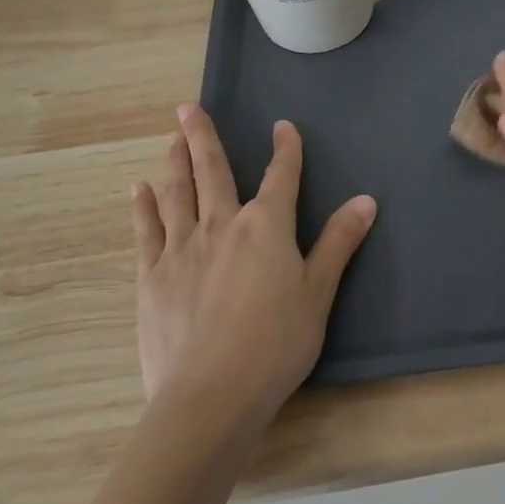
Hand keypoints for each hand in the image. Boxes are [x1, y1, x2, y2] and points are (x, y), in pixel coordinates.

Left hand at [131, 103, 375, 429]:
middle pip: (212, 171)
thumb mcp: (319, 293)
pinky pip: (147, 232)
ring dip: (175, 162)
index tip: (284, 127)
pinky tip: (138, 191)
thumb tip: (366, 199)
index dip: (285, 149)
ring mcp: (182, 249)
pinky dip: (143, 208)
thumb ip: (339, 242)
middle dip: (203, 137)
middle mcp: (222, 225)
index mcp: (266, 226)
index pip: (280, 176)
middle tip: (188, 107)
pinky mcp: (152, 277)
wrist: (211, 396)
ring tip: (172, 139)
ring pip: (177, 193)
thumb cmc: (275, 344)